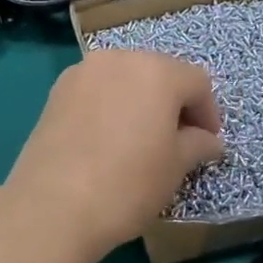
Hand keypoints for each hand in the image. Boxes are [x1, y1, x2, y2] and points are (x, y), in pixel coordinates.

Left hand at [3, 50, 223, 262]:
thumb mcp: (175, 167)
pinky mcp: (58, 89)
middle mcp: (120, 58)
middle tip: (177, 141)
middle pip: (159, 72)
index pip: (197, 83)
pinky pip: (97, 89)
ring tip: (140, 140)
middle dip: (173, 103)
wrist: (53, 204)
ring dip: (140, 101)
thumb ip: (198, 144)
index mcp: (156, 71)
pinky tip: (107, 138)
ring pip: (125, 78)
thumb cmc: (127, 184)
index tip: (206, 145)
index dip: (208, 114)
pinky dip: (110, 104)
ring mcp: (84, 70)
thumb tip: (209, 140)